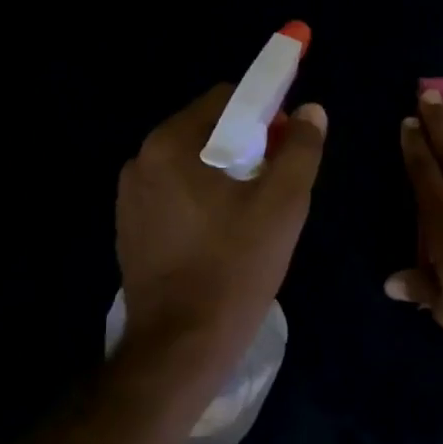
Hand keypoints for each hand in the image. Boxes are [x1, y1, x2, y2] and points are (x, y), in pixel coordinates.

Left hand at [116, 85, 326, 391]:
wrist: (182, 345)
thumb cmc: (236, 267)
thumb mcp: (283, 204)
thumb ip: (301, 150)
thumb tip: (311, 111)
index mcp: (171, 144)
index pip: (225, 98)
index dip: (265, 113)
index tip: (288, 146)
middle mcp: (141, 161)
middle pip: (206, 131)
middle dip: (246, 147)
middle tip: (275, 186)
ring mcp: (130, 198)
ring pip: (191, 166)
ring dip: (223, 176)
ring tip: (251, 216)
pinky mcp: (130, 230)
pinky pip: (175, 196)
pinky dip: (201, 202)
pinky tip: (222, 237)